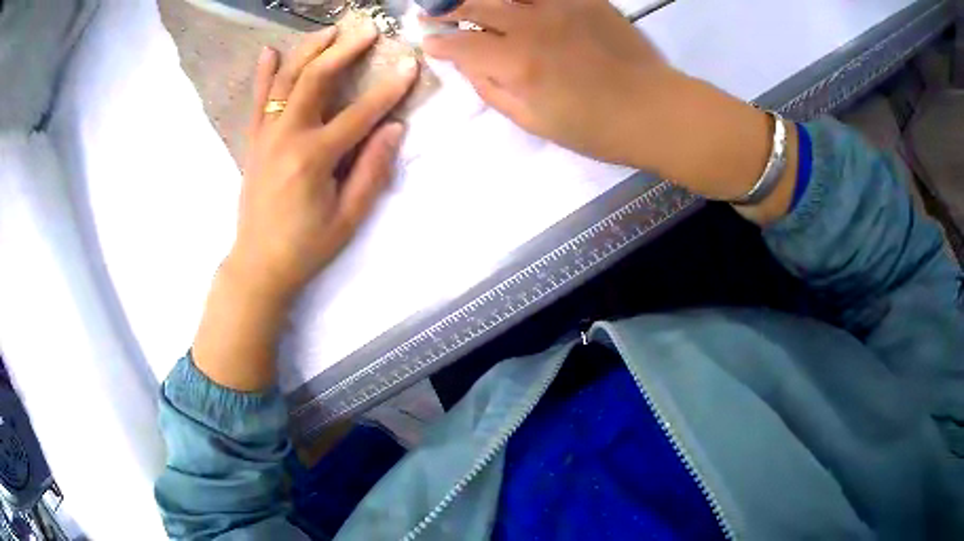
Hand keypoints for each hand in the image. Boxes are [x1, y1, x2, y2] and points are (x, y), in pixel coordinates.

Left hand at [230, 23, 418, 301]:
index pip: (359, 113)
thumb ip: (372, 170)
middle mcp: (286, 137)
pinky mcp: (254, 142)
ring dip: (308, 50)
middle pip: (315, 79)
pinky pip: (258, 100)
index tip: (409, 64)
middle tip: (366, 30)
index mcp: (314, 158)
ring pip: (285, 80)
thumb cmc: (306, 247)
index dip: (388, 88)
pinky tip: (270, 51)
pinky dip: (264, 74)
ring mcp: (265, 136)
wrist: (258, 264)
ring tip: (329, 31)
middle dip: (343, 50)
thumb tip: (394, 128)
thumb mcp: (349, 218)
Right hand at [422, 0, 796, 221]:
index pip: (461, 45)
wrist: (655, 109)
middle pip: (474, 5)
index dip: (439, 43)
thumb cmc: (596, 127)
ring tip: (463, 2)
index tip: (429, 43)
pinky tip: (515, 4)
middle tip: (429, 11)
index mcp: (517, 62)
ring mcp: (560, 7)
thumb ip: (493, 90)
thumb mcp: (534, 121)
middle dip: (444, 8)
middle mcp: (532, 25)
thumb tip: (467, 65)